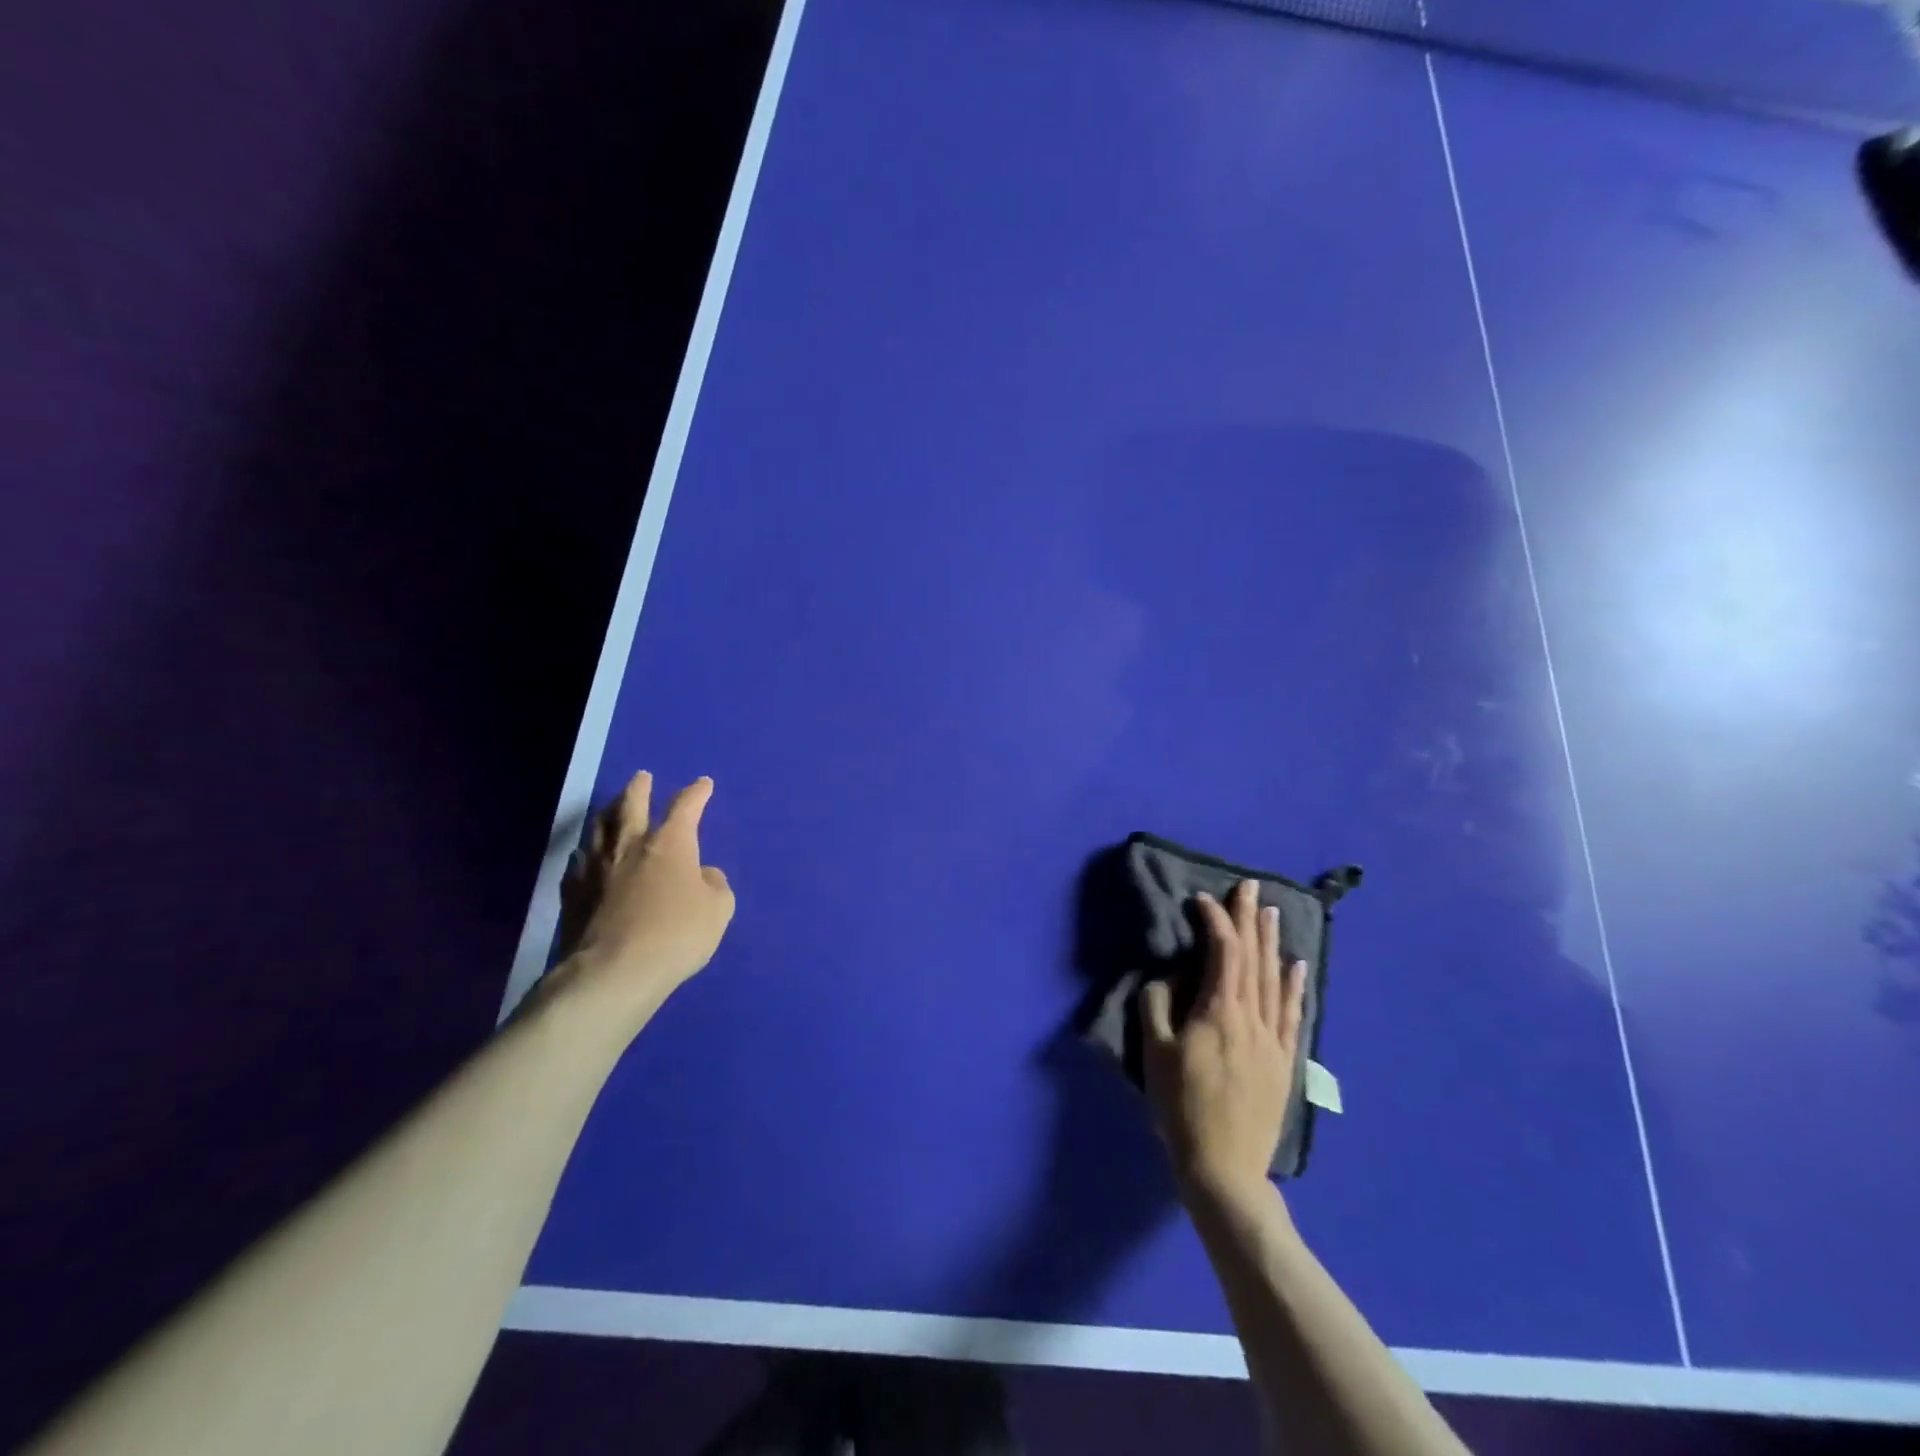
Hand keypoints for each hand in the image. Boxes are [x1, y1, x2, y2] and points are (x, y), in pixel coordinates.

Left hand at [553, 772, 735, 1016]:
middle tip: (641, 777)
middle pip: (631, 805)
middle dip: (639, 788)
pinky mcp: (572, 893)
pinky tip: (585, 857)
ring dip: (608, 813)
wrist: (614, 972)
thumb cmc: (676, 935)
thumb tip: (704, 874)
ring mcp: (596, 868)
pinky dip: (586, 854)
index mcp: (670, 843)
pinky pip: (578, 863)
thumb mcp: (718, 910)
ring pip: (599, 828)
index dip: (696, 793)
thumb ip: (714, 885)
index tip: (703, 784)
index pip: (685, 807)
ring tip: (611, 808)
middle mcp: (630, 846)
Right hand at [1142, 878, 1306, 1205]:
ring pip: (1275, 980)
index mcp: (1219, 1012)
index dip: (1215, 921)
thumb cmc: (1181, 1107)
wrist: (1224, 1166)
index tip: (1202, 899)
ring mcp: (1273, 1039)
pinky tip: (1297, 965)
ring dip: (1271, 942)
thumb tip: (1168, 978)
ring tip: (1270, 912)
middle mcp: (1252, 1017)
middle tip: (1250, 886)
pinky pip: (1293, 1014)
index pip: (1223, 952)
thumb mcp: (1154, 1054)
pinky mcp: (1284, 1060)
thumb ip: (1157, 1006)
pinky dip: (1295, 986)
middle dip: (1249, 918)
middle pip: (1254, 958)